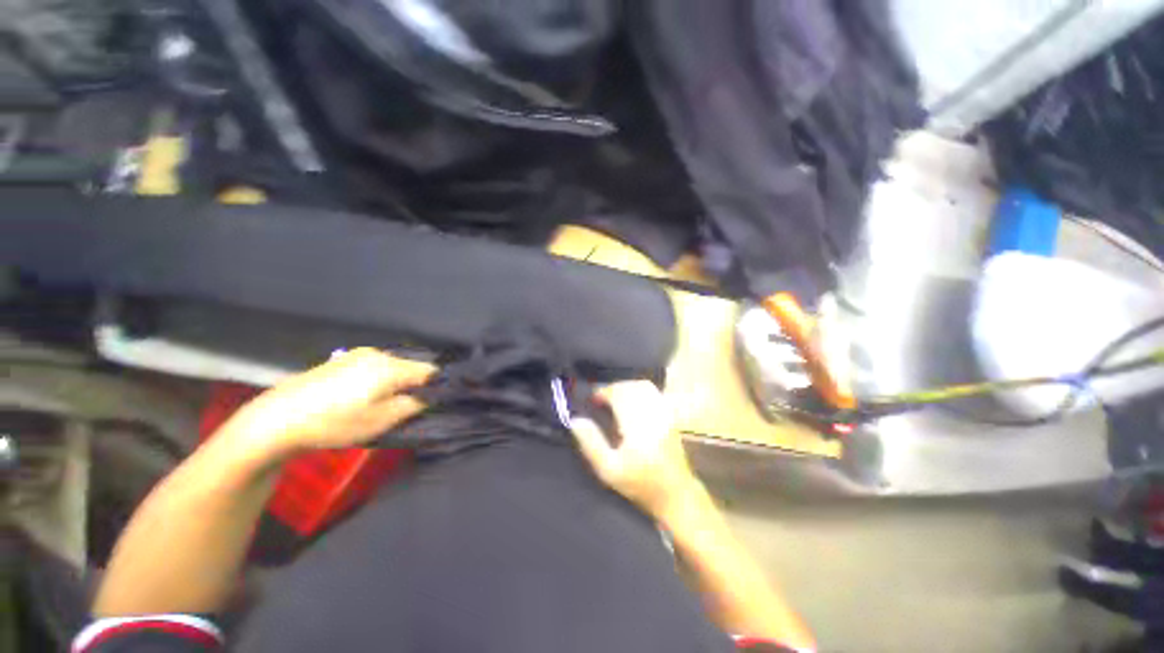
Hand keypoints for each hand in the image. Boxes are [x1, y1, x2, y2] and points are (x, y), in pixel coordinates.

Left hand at [218, 348, 435, 456]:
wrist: (277, 419)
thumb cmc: (335, 422)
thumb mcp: (381, 421)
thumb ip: (412, 406)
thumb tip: (429, 397)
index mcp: (390, 367)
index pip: (429, 371)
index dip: (436, 385)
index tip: (434, 401)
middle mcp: (378, 354)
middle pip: (410, 366)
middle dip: (414, 384)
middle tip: (407, 407)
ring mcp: (357, 354)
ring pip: (392, 366)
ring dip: (395, 382)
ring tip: (383, 404)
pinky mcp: (342, 359)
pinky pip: (374, 366)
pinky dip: (378, 379)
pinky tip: (362, 396)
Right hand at [569, 380, 701, 518]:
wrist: (676, 494)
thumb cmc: (640, 485)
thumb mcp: (609, 470)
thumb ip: (591, 443)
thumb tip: (575, 420)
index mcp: (637, 426)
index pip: (620, 394)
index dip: (604, 392)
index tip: (593, 399)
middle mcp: (653, 415)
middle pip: (632, 387)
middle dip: (614, 388)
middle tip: (601, 399)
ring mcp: (665, 414)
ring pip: (644, 386)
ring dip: (627, 387)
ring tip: (615, 399)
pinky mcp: (671, 416)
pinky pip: (655, 393)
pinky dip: (640, 391)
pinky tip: (632, 402)